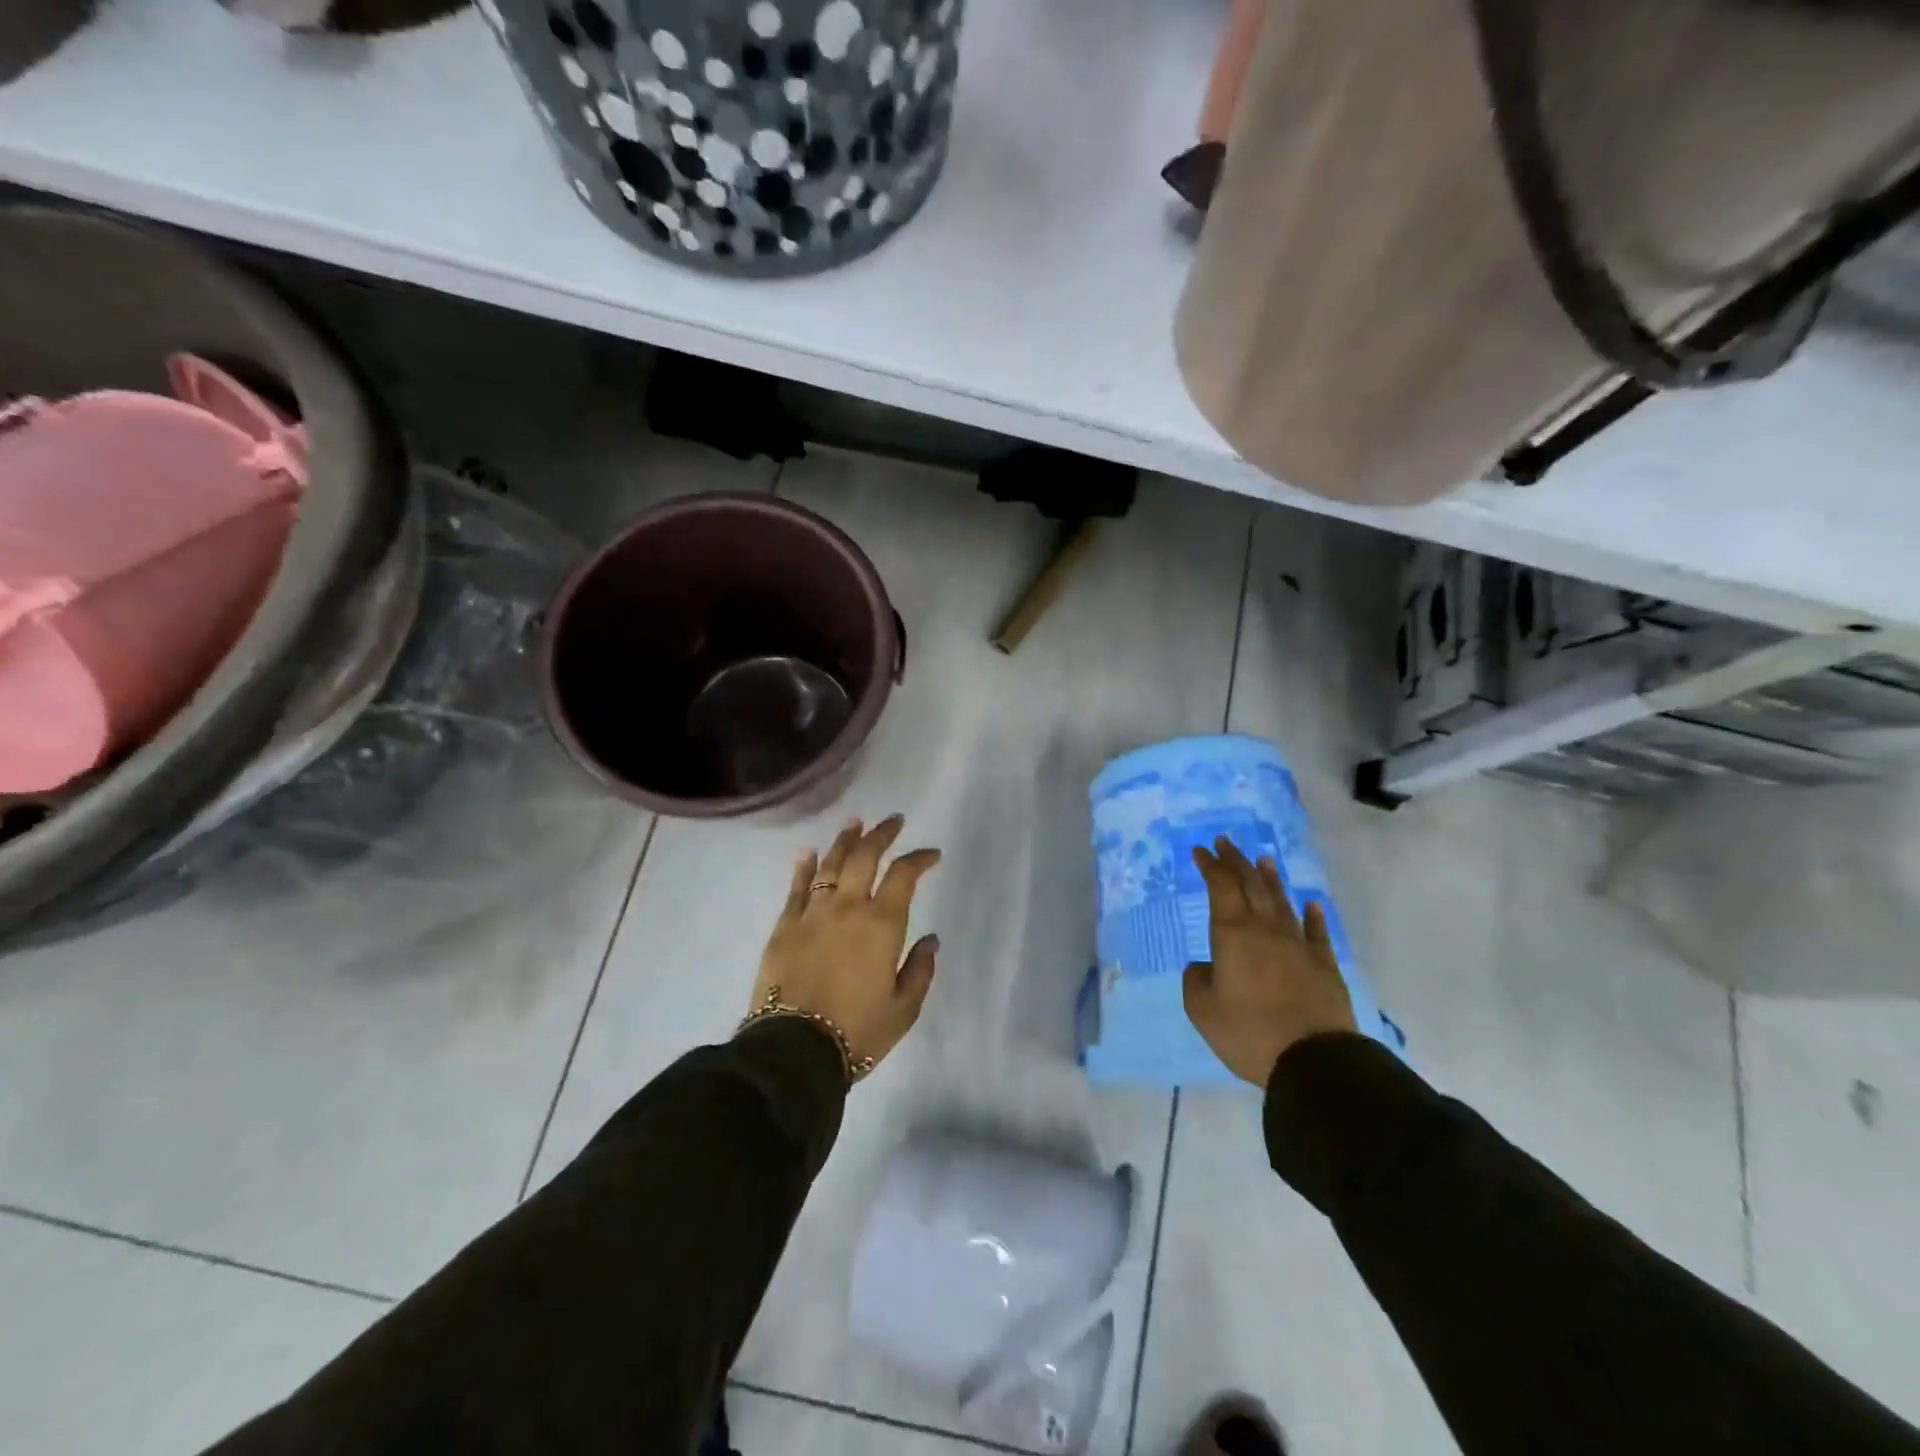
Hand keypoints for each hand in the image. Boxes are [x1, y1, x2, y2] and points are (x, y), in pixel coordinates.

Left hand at [749, 815, 941, 1077]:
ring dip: (845, 840)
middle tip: (893, 821)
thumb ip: (920, 970)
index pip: (904, 875)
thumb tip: (930, 940)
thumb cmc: (858, 1031)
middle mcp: (847, 907)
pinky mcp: (784, 926)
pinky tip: (808, 852)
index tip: (931, 855)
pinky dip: (804, 866)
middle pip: (865, 857)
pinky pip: (796, 887)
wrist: (794, 1050)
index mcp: (882, 923)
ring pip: (830, 863)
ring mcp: (812, 913)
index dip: (920, 859)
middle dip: (882, 834)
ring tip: (855, 823)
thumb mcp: (904, 1009)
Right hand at [1183, 837, 1356, 1087]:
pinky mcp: (1324, 966)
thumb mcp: (1202, 1010)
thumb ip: (1196, 980)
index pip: (1221, 886)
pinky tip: (1310, 904)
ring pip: (1282, 902)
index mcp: (1233, 933)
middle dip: (1236, 861)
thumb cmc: (1248, 1031)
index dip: (1210, 865)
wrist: (1314, 1060)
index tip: (1200, 850)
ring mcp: (1299, 945)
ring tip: (1263, 860)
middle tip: (1225, 842)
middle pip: (1252, 884)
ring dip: (1270, 879)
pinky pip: (1317, 932)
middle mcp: (1266, 929)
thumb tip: (1204, 966)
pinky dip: (1312, 915)